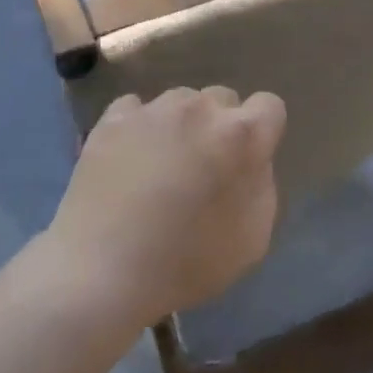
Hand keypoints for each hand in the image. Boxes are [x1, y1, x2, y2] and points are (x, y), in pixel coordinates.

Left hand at [47, 87, 287, 326]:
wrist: (103, 273)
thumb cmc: (187, 262)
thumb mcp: (253, 238)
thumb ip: (261, 185)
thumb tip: (251, 162)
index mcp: (242, 135)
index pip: (269, 106)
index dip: (262, 132)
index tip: (246, 161)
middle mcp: (200, 109)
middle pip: (222, 99)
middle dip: (220, 126)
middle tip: (203, 166)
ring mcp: (153, 110)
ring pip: (180, 101)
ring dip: (180, 125)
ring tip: (161, 164)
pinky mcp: (112, 119)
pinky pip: (136, 108)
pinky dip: (139, 127)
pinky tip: (129, 158)